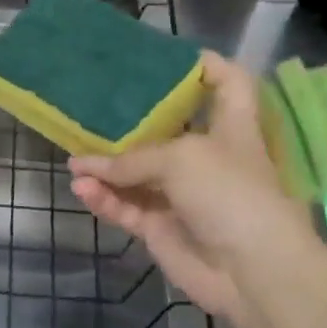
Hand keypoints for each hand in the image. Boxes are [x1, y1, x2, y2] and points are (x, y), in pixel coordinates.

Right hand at [70, 51, 314, 317]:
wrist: (251, 271)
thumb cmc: (230, 193)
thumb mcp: (181, 158)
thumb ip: (131, 159)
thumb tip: (84, 169)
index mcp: (231, 127)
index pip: (228, 84)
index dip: (207, 66)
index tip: (169, 57)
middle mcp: (207, 157)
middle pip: (168, 130)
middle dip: (133, 121)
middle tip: (95, 107)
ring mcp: (182, 195)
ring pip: (137, 174)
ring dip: (106, 168)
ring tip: (75, 161)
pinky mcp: (162, 228)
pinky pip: (126, 207)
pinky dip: (104, 199)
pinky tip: (82, 190)